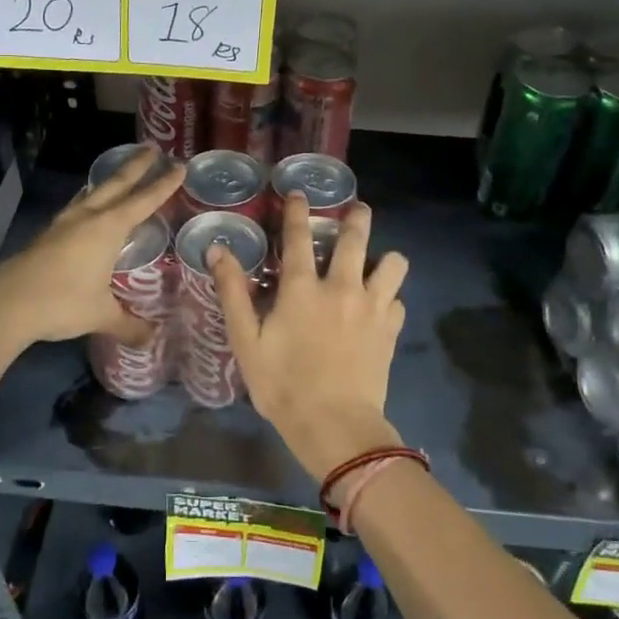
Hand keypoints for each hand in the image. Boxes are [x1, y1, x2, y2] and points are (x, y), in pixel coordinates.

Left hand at [0, 148, 183, 350]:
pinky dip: (90, 200)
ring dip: (109, 180)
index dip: (163, 184)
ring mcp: (64, 224)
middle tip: (152, 148)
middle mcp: (88, 218)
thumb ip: (128, 324)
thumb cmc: (61, 302)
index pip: (144, 200)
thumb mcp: (101, 314)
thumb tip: (151, 339)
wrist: (5, 304)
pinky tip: (88, 208)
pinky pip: (77, 207)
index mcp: (108, 228)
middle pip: (116, 184)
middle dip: (136, 166)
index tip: (180, 166)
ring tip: (119, 173)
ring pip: (92, 192)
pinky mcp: (47, 235)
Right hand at [212, 192, 409, 481]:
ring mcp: (372, 307)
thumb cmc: (283, 385)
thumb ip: (233, 293)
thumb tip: (219, 250)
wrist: (335, 426)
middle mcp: (341, 287)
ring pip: (392, 263)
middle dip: (357, 216)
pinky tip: (380, 307)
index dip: (298, 211)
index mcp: (302, 289)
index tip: (300, 192)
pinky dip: (390, 297)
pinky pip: (398, 300)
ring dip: (384, 257)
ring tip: (376, 261)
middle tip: (357, 208)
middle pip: (355, 237)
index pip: (298, 237)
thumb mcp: (246, 342)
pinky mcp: (391, 329)